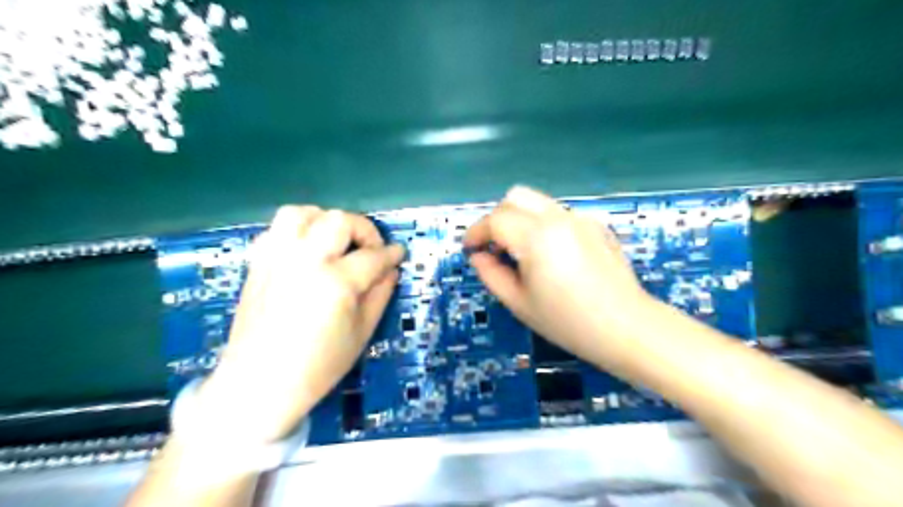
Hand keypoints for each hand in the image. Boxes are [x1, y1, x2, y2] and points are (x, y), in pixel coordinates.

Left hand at [201, 206, 408, 442]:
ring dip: (325, 221)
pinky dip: (296, 232)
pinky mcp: (258, 264)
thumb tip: (391, 269)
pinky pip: (276, 229)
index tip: (400, 254)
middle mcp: (304, 261)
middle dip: (363, 230)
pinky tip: (306, 251)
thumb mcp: (362, 334)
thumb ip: (381, 295)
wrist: (258, 384)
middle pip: (339, 221)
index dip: (392, 253)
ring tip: (335, 242)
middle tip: (370, 250)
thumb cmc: (318, 366)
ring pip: (301, 213)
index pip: (373, 256)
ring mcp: (276, 259)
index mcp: (335, 283)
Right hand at [466, 186, 657, 363]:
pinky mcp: (596, 225)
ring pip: (538, 202)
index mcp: (537, 238)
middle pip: (516, 197)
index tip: (470, 249)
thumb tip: (478, 257)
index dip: (477, 232)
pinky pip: (559, 214)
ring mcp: (580, 218)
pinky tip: (552, 254)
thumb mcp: (520, 304)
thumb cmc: (568, 322)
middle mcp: (559, 218)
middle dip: (497, 217)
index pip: (496, 219)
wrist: (626, 327)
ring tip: (521, 252)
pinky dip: (543, 224)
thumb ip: (491, 275)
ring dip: (520, 219)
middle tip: (495, 246)